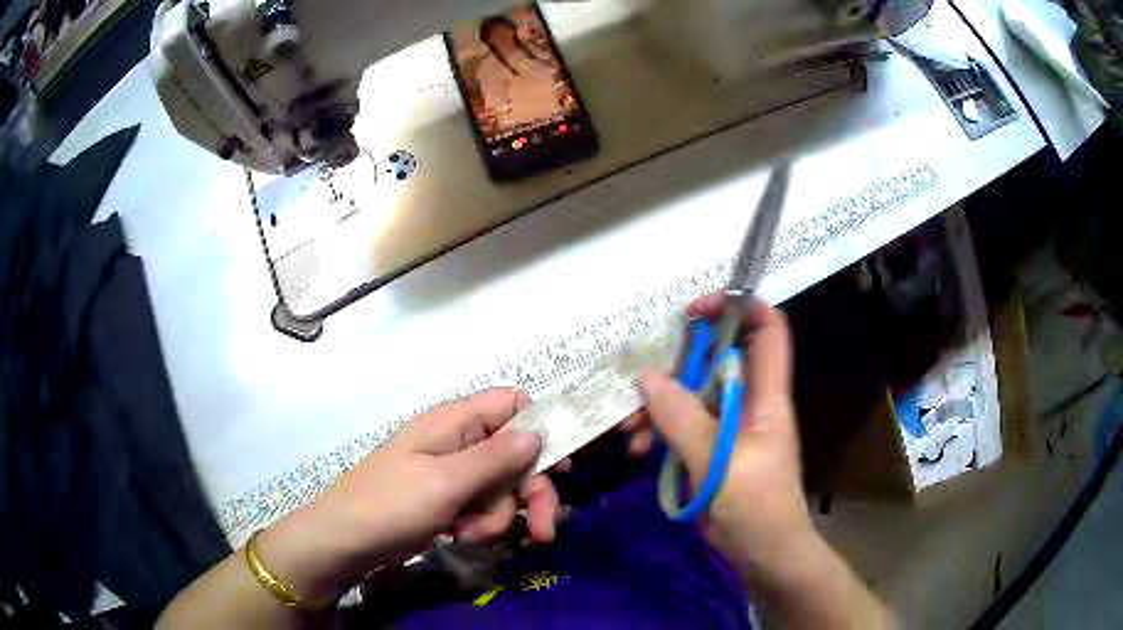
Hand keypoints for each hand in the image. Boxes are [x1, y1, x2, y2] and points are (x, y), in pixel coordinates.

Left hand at [256, 389, 561, 603]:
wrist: (344, 543)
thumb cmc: (390, 505)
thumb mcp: (446, 482)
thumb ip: (495, 458)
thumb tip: (536, 434)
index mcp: (454, 422)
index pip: (512, 403)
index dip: (541, 427)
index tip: (561, 464)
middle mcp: (457, 442)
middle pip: (516, 456)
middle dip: (530, 494)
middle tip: (544, 530)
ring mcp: (451, 474)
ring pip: (502, 489)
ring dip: (497, 517)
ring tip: (468, 534)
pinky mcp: (447, 501)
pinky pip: (482, 508)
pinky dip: (479, 525)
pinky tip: (458, 536)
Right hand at [637, 296, 814, 580]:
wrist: (764, 555)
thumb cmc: (756, 506)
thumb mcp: (719, 462)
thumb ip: (682, 419)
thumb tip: (647, 377)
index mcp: (766, 396)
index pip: (768, 330)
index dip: (739, 307)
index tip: (695, 311)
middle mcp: (748, 402)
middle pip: (718, 359)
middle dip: (678, 364)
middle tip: (641, 377)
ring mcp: (727, 428)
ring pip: (692, 395)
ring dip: (659, 404)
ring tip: (630, 427)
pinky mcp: (710, 451)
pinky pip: (681, 427)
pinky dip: (658, 432)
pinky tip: (637, 449)